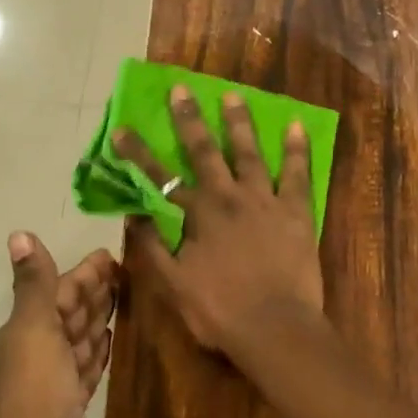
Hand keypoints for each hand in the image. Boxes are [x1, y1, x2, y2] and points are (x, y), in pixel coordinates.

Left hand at [0, 233, 117, 417]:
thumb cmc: (36, 396)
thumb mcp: (34, 332)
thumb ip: (33, 285)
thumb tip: (18, 234)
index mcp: (26, 330)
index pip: (58, 291)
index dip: (84, 272)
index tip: (114, 255)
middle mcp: (37, 350)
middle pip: (70, 312)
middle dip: (94, 290)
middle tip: (129, 271)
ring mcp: (54, 380)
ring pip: (80, 338)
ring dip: (99, 317)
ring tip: (127, 298)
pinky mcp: (70, 404)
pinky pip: (87, 366)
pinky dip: (99, 350)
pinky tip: (113, 340)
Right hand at [115, 85, 323, 356]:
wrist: (276, 328)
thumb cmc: (220, 311)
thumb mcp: (173, 285)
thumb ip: (152, 247)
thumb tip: (134, 214)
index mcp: (197, 215)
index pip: (158, 178)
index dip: (137, 153)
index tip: (121, 128)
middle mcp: (228, 197)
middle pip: (204, 151)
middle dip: (189, 119)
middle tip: (181, 89)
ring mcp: (264, 200)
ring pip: (249, 152)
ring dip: (239, 122)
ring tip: (233, 95)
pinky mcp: (295, 211)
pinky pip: (296, 173)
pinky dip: (296, 149)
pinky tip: (296, 125)